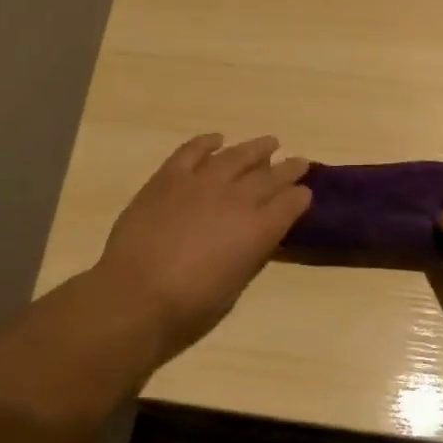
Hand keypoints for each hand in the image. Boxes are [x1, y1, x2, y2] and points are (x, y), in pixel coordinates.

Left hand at [95, 134, 310, 354]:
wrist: (137, 292)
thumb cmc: (189, 304)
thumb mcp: (235, 284)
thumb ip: (249, 253)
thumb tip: (255, 236)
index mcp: (258, 230)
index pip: (290, 204)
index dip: (300, 197)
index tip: (305, 192)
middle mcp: (237, 198)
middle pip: (271, 176)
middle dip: (289, 168)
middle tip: (300, 161)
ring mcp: (202, 182)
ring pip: (237, 156)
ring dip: (256, 148)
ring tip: (270, 142)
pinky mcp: (170, 176)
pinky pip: (193, 150)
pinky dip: (207, 142)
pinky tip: (217, 139)